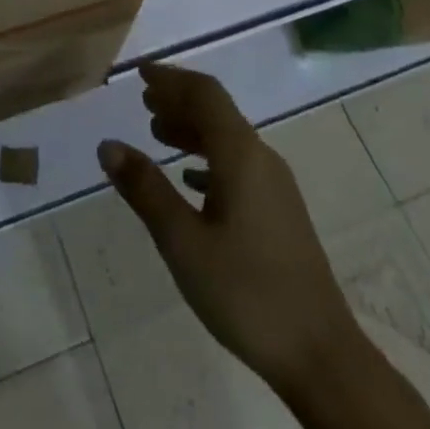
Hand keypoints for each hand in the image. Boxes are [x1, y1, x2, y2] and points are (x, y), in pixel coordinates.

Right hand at [99, 64, 358, 394]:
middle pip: (217, 111)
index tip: (140, 72)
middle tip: (143, 101)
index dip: (171, 78)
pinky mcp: (279, 212)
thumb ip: (145, 189)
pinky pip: (238, 165)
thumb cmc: (246, 292)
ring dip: (192, 129)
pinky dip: (208, 159)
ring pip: (228, 138)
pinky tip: (190, 180)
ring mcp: (275, 186)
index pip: (204, 94)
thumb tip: (108, 145)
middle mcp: (261, 158)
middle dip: (179, 100)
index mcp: (240, 154)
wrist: (321, 356)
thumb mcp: (183, 242)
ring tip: (157, 133)